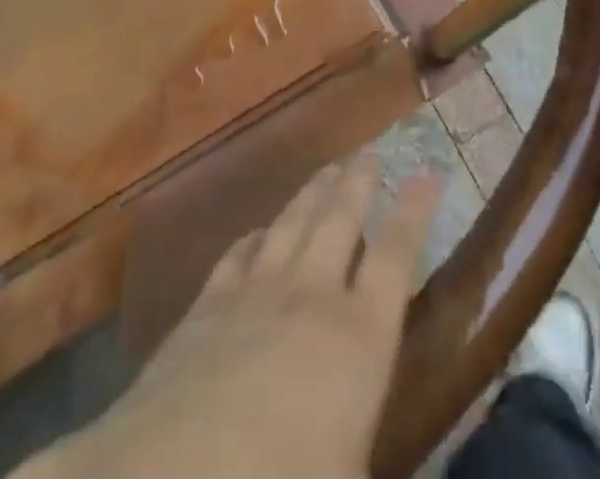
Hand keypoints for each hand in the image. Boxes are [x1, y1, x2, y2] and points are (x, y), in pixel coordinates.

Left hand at [28, 157, 440, 478]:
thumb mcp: (353, 470)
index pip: (396, 258)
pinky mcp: (208, 303)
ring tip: (328, 168)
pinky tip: (260, 229)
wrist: (171, 477)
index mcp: (358, 339)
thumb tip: (373, 417)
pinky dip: (256, 235)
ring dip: (313, 193)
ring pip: (293, 223)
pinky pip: (239, 252)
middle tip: (371, 153)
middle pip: (341, 221)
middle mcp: (311, 296)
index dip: (414, 213)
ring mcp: (255, 292)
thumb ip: (369, 427)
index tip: (427, 173)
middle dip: (359, 183)